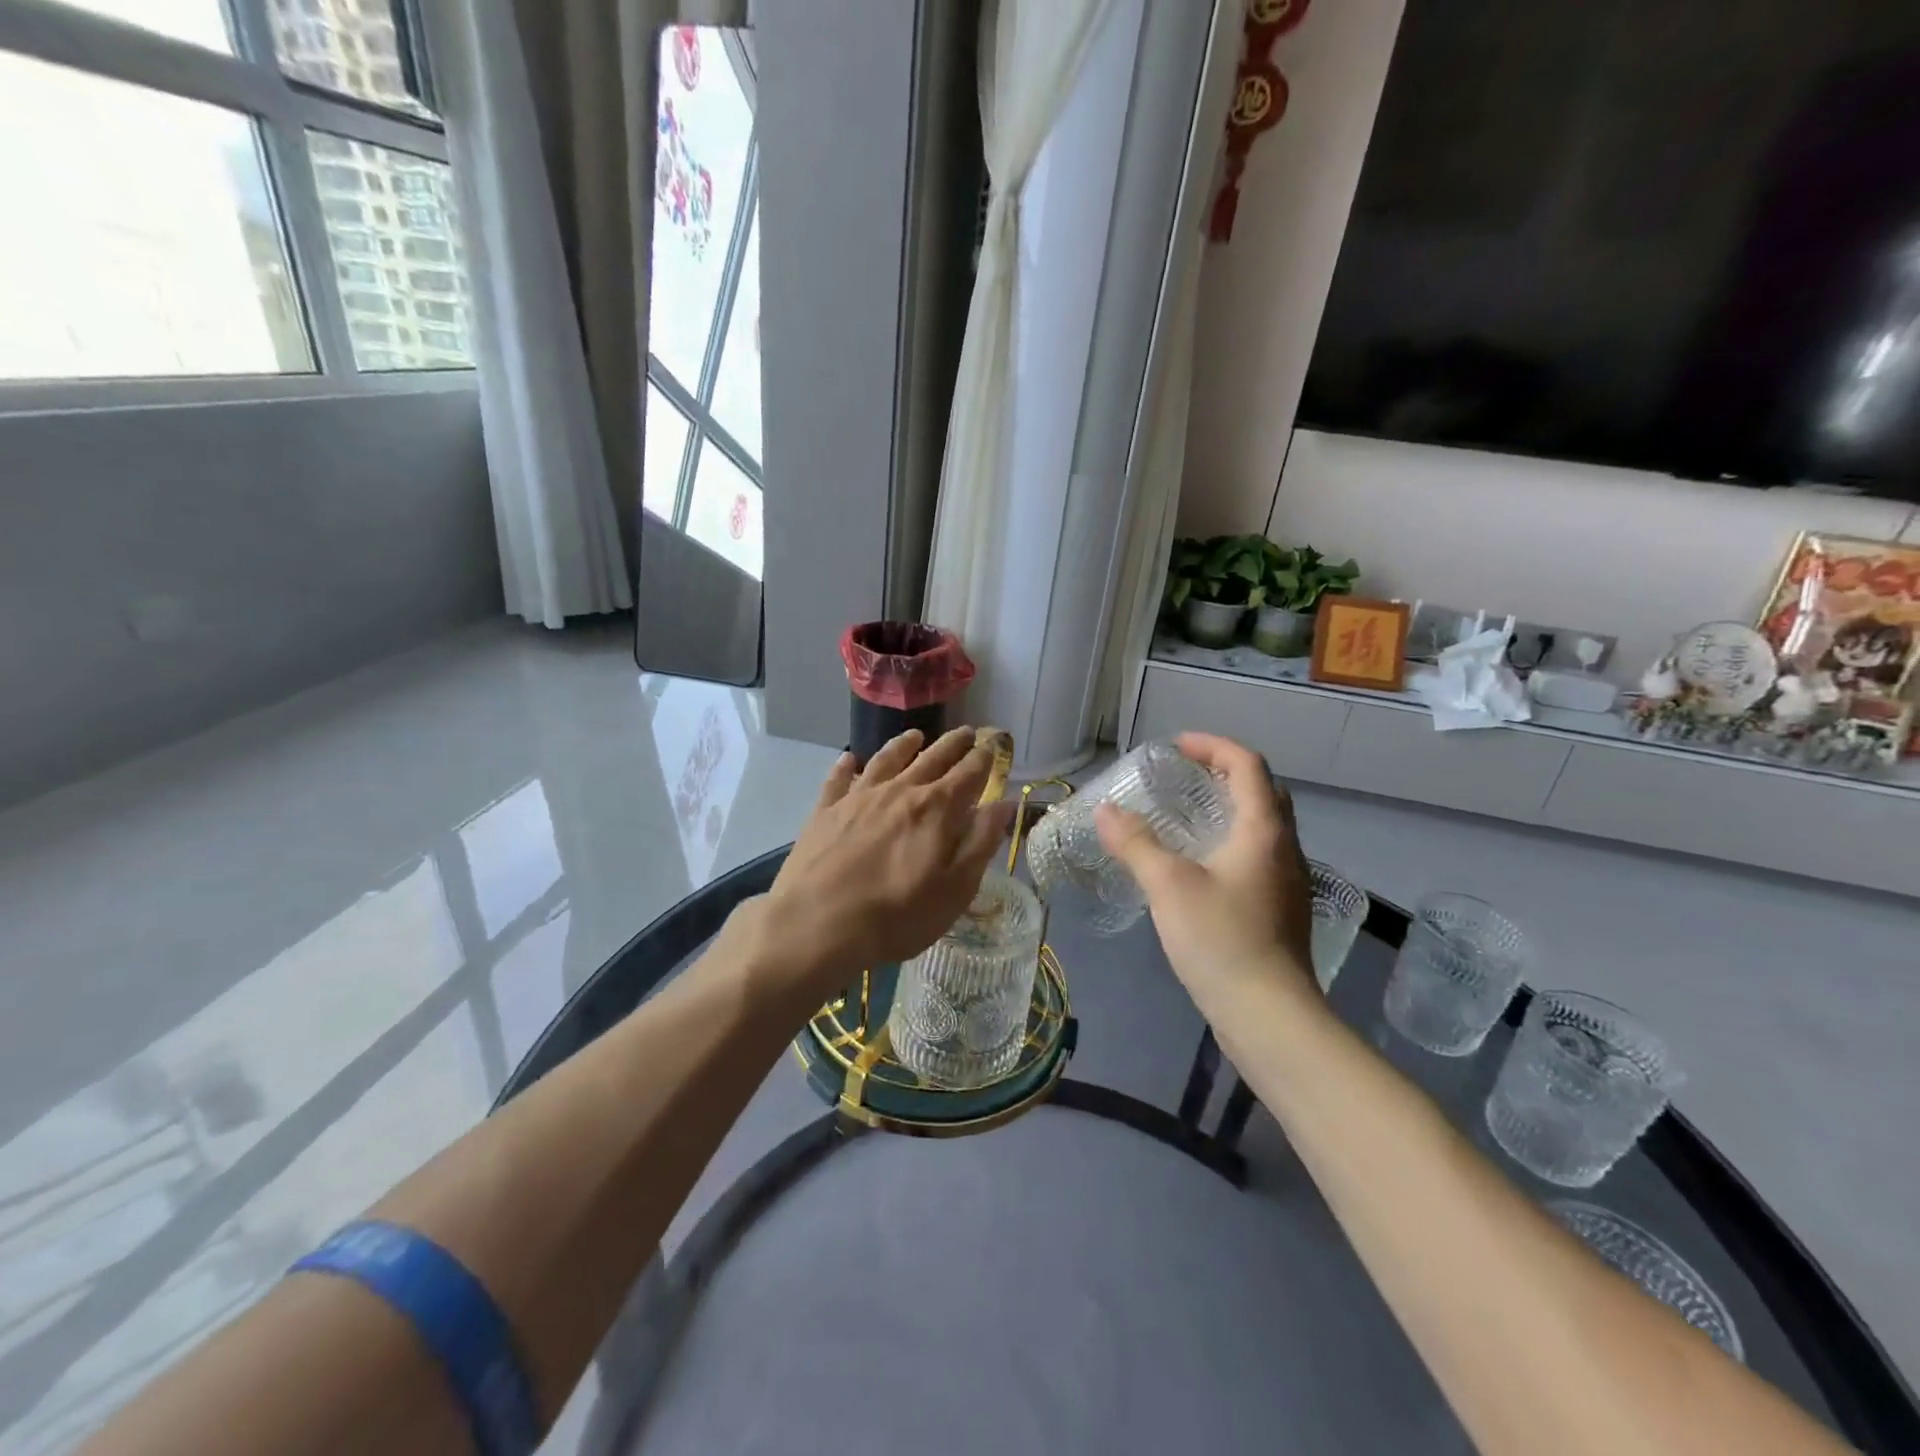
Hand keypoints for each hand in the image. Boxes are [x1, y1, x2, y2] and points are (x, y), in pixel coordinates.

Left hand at [750, 728, 1015, 1004]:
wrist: (818, 923)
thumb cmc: (897, 915)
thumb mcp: (955, 889)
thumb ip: (981, 842)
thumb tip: (1004, 803)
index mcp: (937, 809)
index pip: (969, 773)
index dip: (984, 758)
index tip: (992, 745)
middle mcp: (901, 791)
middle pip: (933, 758)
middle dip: (953, 744)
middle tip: (967, 732)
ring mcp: (859, 797)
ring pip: (887, 759)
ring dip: (905, 745)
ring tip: (916, 736)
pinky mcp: (826, 810)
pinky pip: (839, 778)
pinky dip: (847, 765)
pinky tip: (850, 759)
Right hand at [1094, 733, 1315, 1009]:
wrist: (1269, 1016)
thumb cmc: (1221, 939)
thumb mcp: (1168, 885)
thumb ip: (1135, 843)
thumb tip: (1105, 811)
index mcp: (1263, 830)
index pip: (1247, 765)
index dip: (1212, 746)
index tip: (1175, 747)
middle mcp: (1283, 848)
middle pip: (1261, 791)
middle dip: (1223, 772)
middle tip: (1183, 776)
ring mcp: (1286, 881)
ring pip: (1262, 825)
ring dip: (1227, 807)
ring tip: (1185, 814)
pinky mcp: (1278, 909)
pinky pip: (1256, 854)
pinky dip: (1229, 840)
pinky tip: (1198, 864)